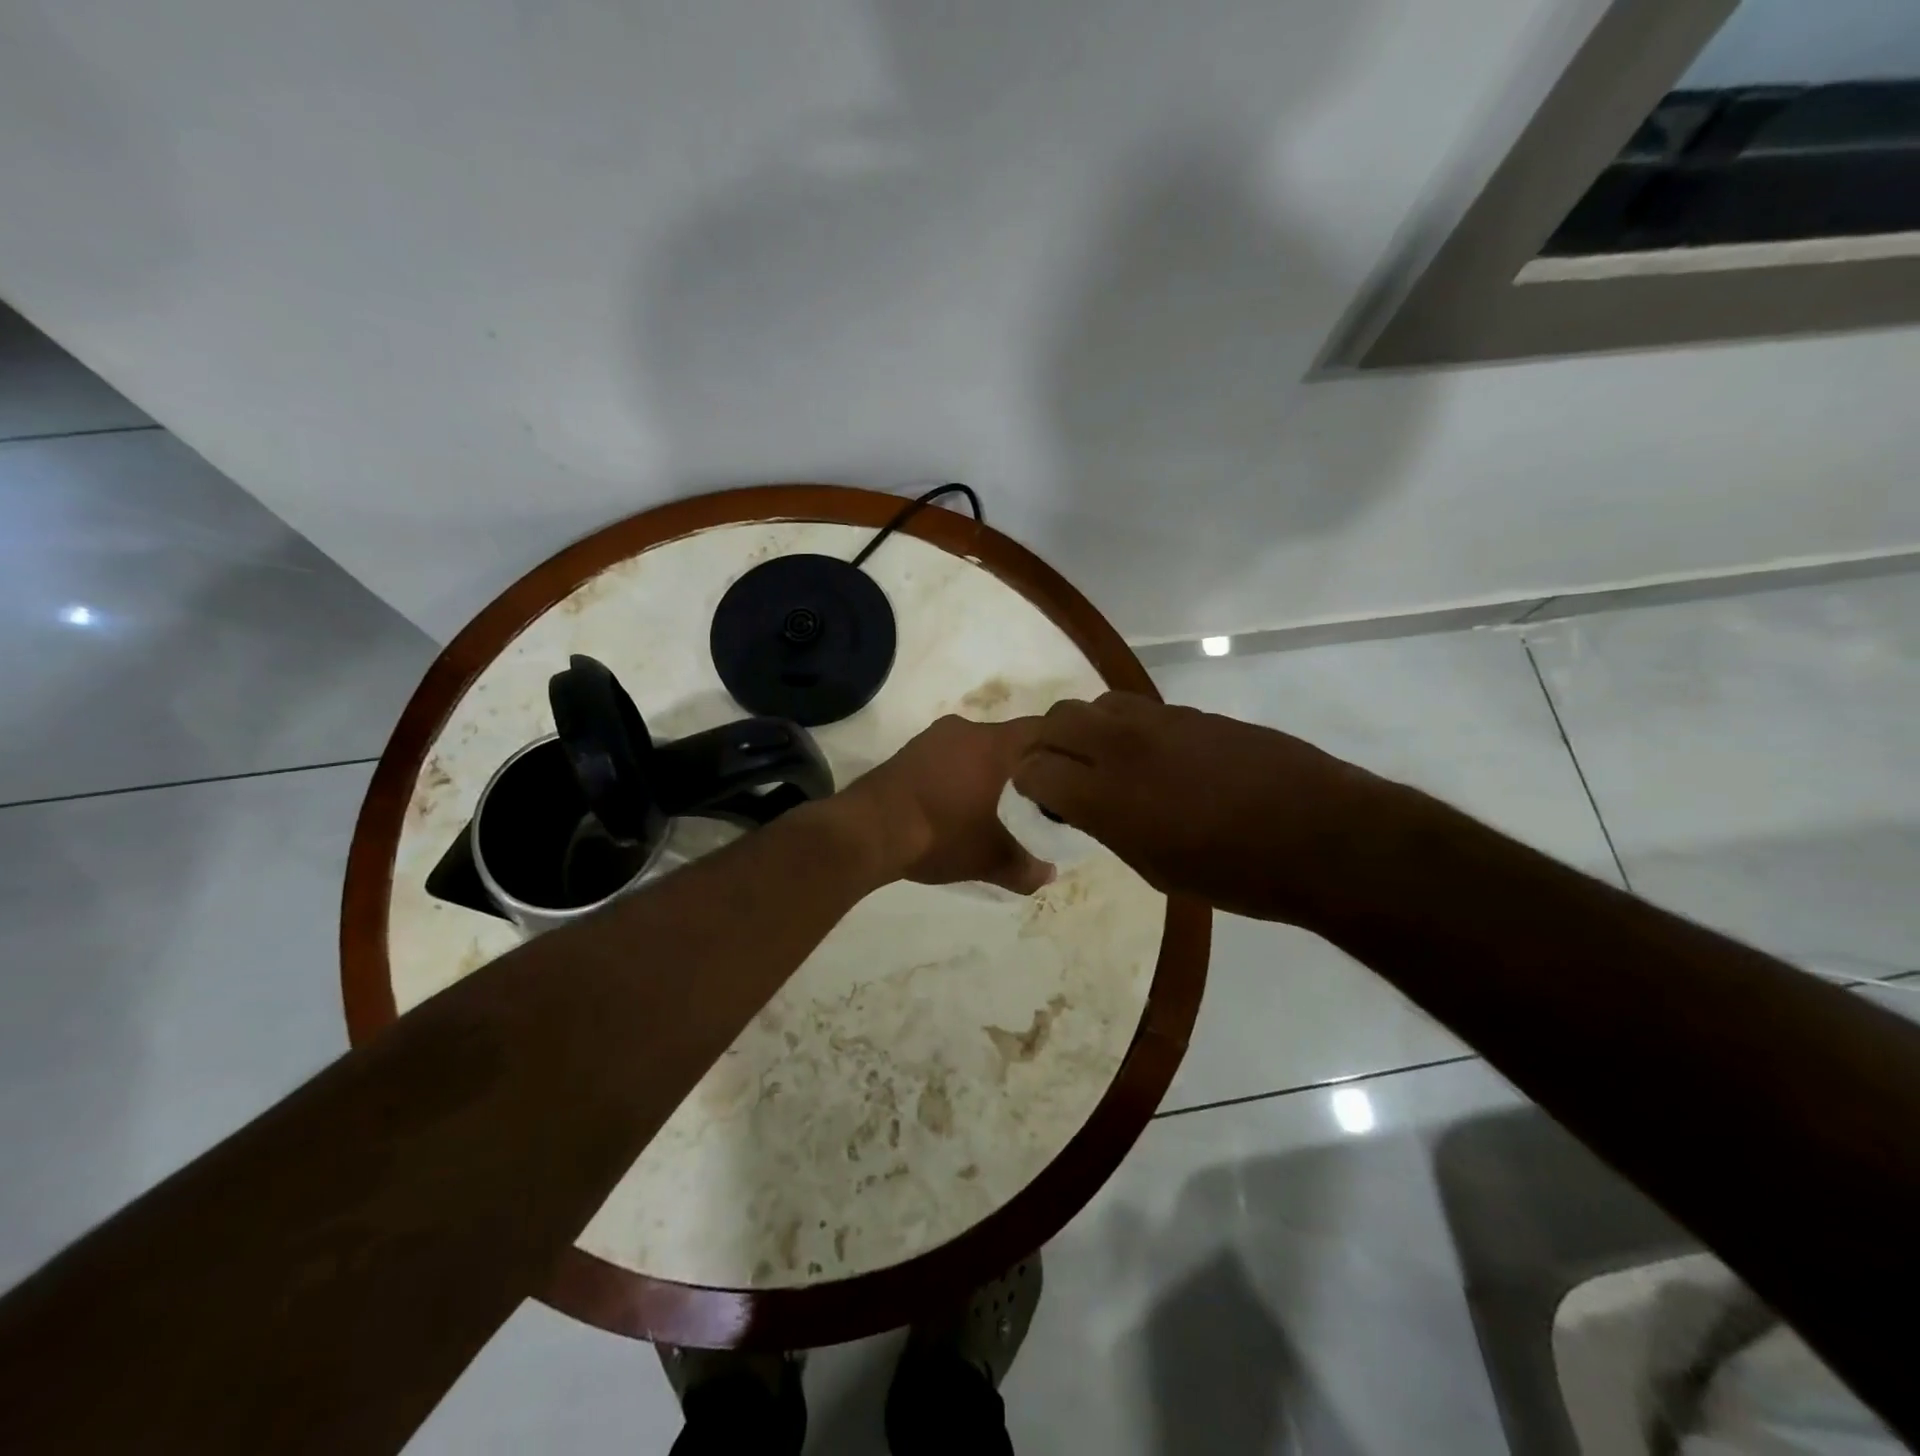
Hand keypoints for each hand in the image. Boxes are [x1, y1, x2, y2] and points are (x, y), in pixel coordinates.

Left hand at [840, 716, 1055, 893]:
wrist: (868, 831)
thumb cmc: (940, 834)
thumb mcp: (989, 858)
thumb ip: (1025, 866)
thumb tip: (1049, 875)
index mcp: (993, 745)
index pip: (1041, 730)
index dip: (1062, 746)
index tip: (1072, 768)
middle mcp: (966, 730)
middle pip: (1008, 739)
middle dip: (1023, 763)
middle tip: (1036, 793)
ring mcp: (932, 738)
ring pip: (975, 746)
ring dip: (987, 768)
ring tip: (996, 800)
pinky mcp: (908, 751)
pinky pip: (947, 755)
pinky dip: (959, 772)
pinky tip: (957, 801)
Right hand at [1011, 691, 1399, 922]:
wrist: (1320, 835)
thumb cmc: (1234, 874)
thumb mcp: (1154, 867)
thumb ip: (1108, 826)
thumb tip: (1085, 806)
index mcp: (1106, 796)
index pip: (1034, 769)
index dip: (1027, 785)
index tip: (1037, 800)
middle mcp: (1123, 746)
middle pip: (1056, 720)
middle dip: (1046, 746)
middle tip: (1060, 774)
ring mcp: (1161, 721)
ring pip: (1097, 704)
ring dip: (1087, 729)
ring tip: (1105, 760)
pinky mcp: (1194, 712)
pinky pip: (1140, 709)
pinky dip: (1127, 729)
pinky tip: (1154, 757)